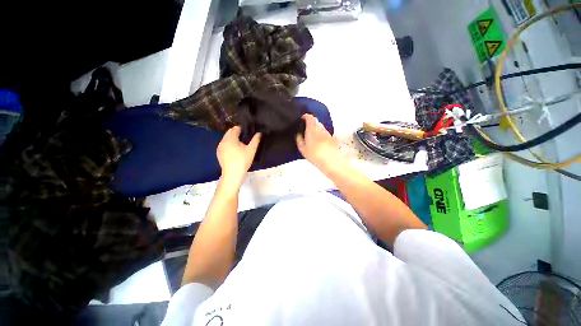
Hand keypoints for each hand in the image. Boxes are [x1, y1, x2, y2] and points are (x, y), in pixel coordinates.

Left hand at [217, 126, 260, 188]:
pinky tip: (235, 152)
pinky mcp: (219, 153)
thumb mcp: (251, 150)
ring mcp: (220, 147)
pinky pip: (225, 145)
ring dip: (233, 139)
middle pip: (230, 133)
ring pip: (227, 139)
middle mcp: (223, 140)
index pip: (236, 128)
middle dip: (237, 134)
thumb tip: (259, 133)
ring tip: (241, 145)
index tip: (249, 134)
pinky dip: (230, 145)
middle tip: (246, 139)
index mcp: (230, 138)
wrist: (232, 174)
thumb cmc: (242, 160)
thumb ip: (255, 140)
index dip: (243, 129)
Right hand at [296, 114, 341, 172]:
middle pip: (316, 121)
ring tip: (313, 134)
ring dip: (317, 127)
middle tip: (306, 126)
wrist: (331, 161)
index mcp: (312, 130)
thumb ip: (299, 140)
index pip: (310, 118)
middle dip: (311, 121)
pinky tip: (320, 141)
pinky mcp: (332, 138)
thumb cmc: (315, 156)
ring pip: (321, 126)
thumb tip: (298, 134)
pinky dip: (322, 133)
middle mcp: (321, 129)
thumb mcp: (303, 149)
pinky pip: (325, 132)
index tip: (303, 118)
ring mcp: (327, 133)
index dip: (306, 116)